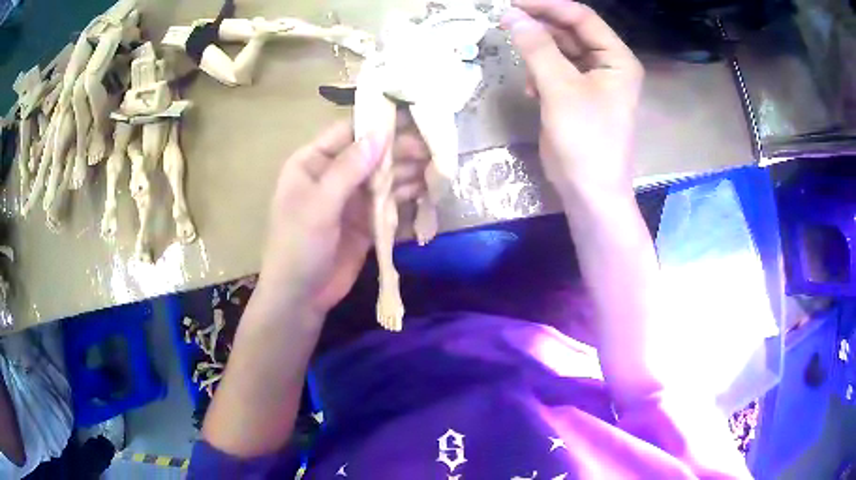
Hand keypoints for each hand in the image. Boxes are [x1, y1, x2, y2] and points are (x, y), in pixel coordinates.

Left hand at [258, 120, 428, 316]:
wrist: (301, 298)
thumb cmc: (298, 247)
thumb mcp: (319, 204)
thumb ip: (349, 168)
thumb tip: (380, 132)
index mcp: (312, 162)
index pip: (348, 133)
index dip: (378, 124)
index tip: (412, 116)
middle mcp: (333, 175)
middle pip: (371, 153)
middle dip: (400, 149)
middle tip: (432, 147)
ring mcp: (351, 198)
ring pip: (383, 176)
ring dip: (408, 171)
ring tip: (437, 166)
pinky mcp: (366, 219)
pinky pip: (389, 200)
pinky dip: (407, 194)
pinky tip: (427, 188)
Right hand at [502, 0, 643, 202]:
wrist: (590, 193)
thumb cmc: (585, 140)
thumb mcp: (561, 89)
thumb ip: (536, 48)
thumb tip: (511, 15)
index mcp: (616, 59)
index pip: (581, 17)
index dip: (547, 6)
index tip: (512, 3)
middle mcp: (608, 65)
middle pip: (571, 31)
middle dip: (539, 27)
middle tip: (505, 23)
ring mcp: (593, 81)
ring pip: (560, 50)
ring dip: (537, 52)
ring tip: (518, 59)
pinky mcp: (577, 97)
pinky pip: (556, 71)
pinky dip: (540, 74)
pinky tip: (530, 89)